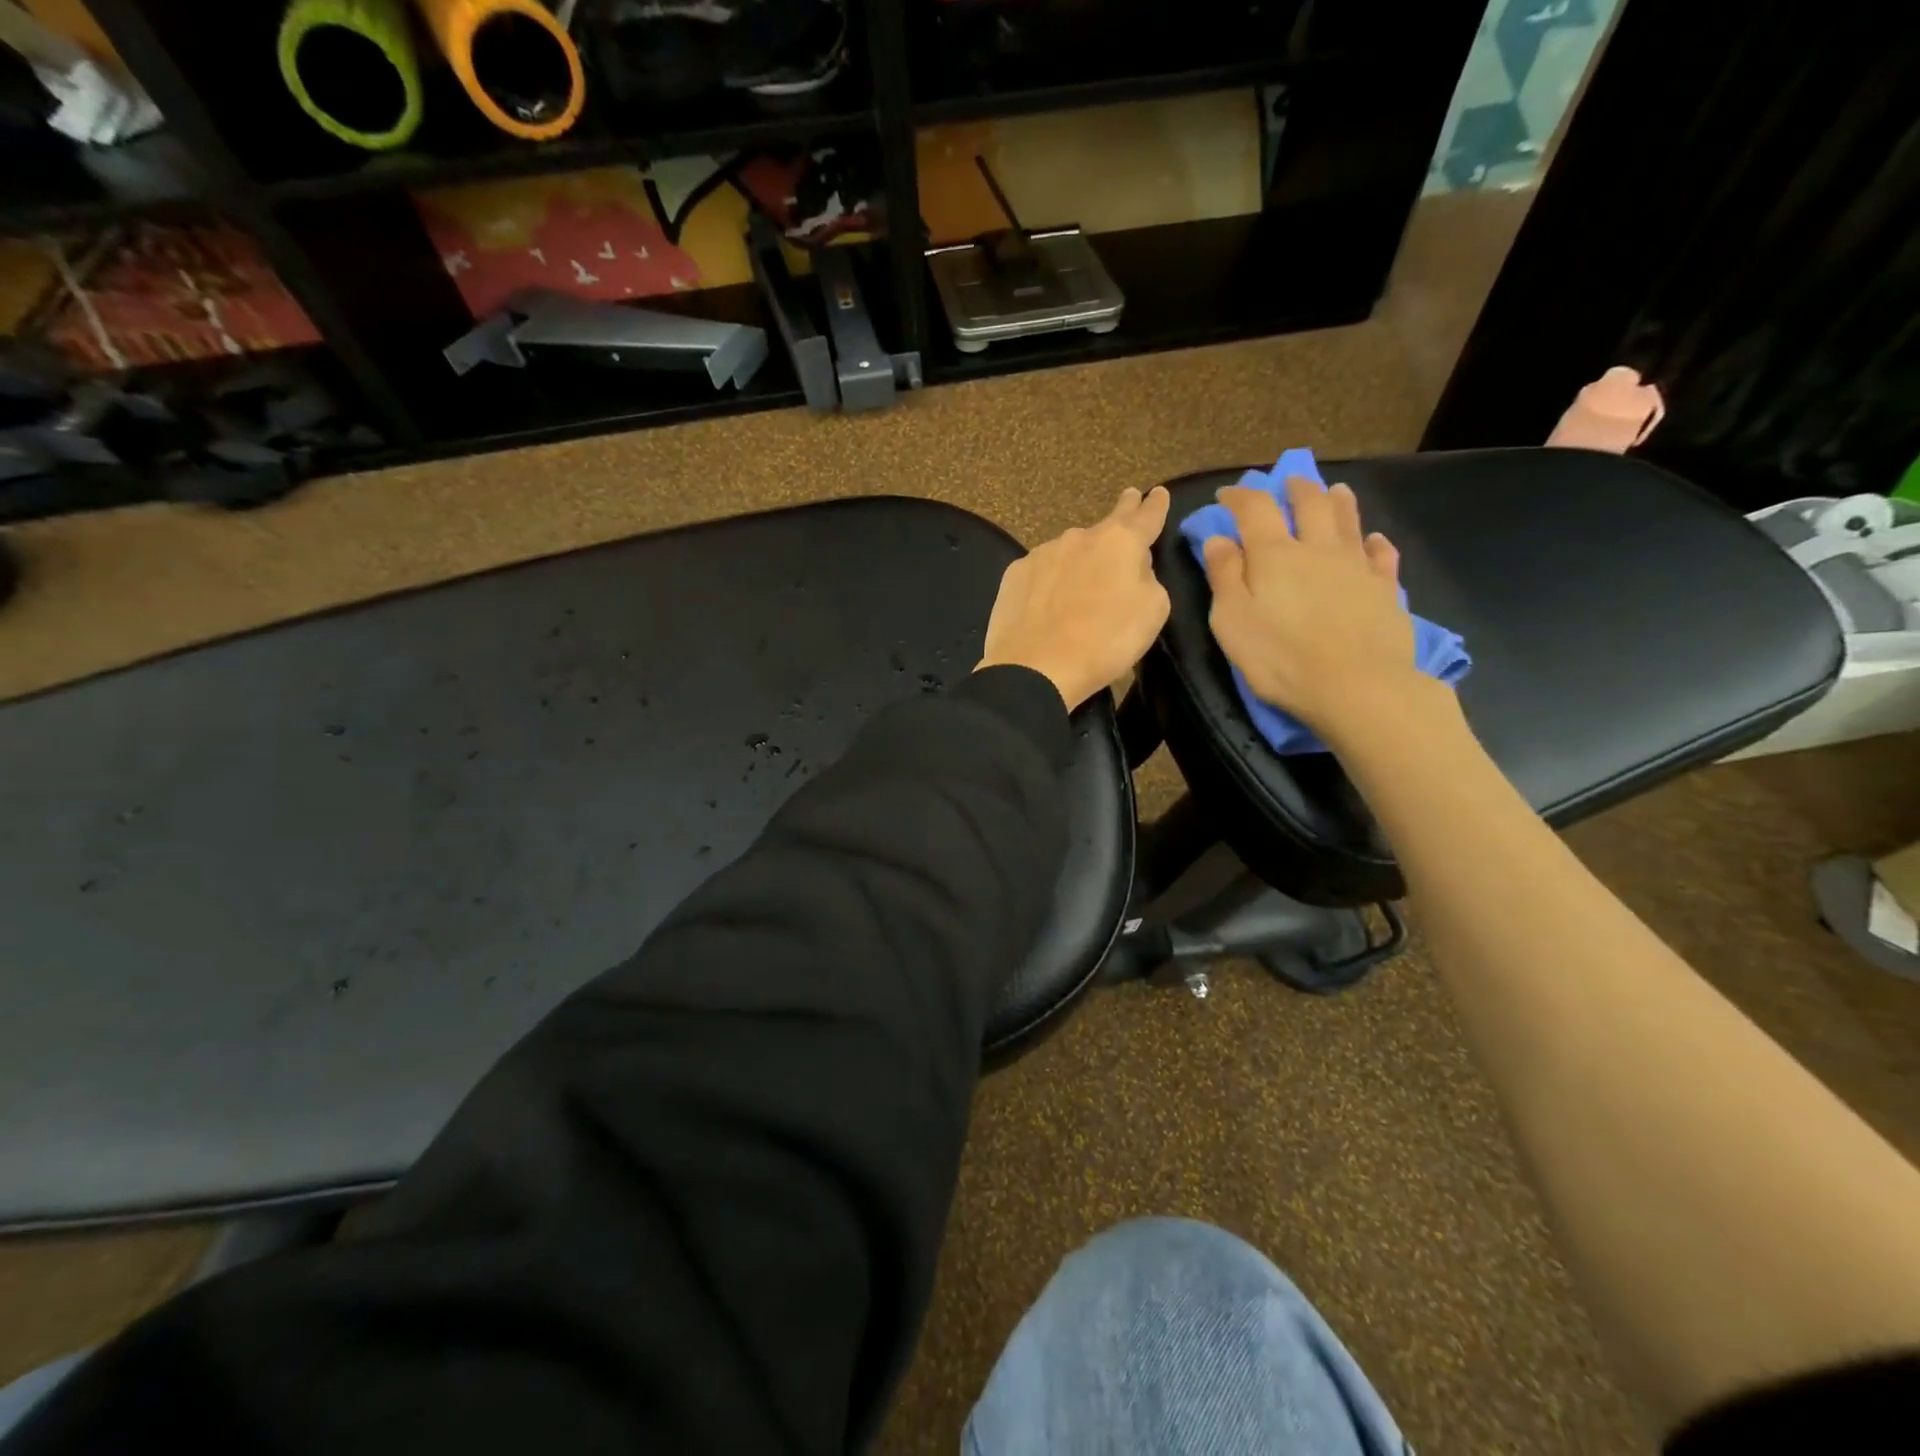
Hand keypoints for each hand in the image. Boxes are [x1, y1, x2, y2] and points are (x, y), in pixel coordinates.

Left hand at [977, 486, 1172, 710]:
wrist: (1036, 666)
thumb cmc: (1105, 641)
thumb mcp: (1152, 611)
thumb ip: (1148, 578)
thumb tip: (1133, 567)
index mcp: (1121, 542)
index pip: (1145, 516)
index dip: (1155, 505)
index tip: (1158, 492)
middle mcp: (1080, 537)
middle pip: (1106, 524)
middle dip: (1122, 512)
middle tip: (1128, 499)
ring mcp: (1043, 553)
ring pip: (1071, 550)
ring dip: (1081, 559)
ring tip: (1081, 584)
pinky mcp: (1015, 574)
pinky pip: (1042, 572)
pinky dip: (1050, 581)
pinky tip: (1048, 601)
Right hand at [1201, 475, 1419, 739]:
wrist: (1357, 687)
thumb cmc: (1281, 659)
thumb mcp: (1232, 621)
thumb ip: (1224, 577)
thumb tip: (1217, 539)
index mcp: (1275, 554)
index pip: (1255, 509)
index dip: (1240, 496)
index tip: (1227, 494)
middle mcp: (1318, 548)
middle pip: (1309, 503)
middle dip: (1295, 488)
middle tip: (1287, 482)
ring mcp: (1357, 566)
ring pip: (1348, 521)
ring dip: (1338, 501)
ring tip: (1334, 490)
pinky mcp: (1385, 589)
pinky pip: (1382, 555)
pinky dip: (1375, 543)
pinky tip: (1374, 541)